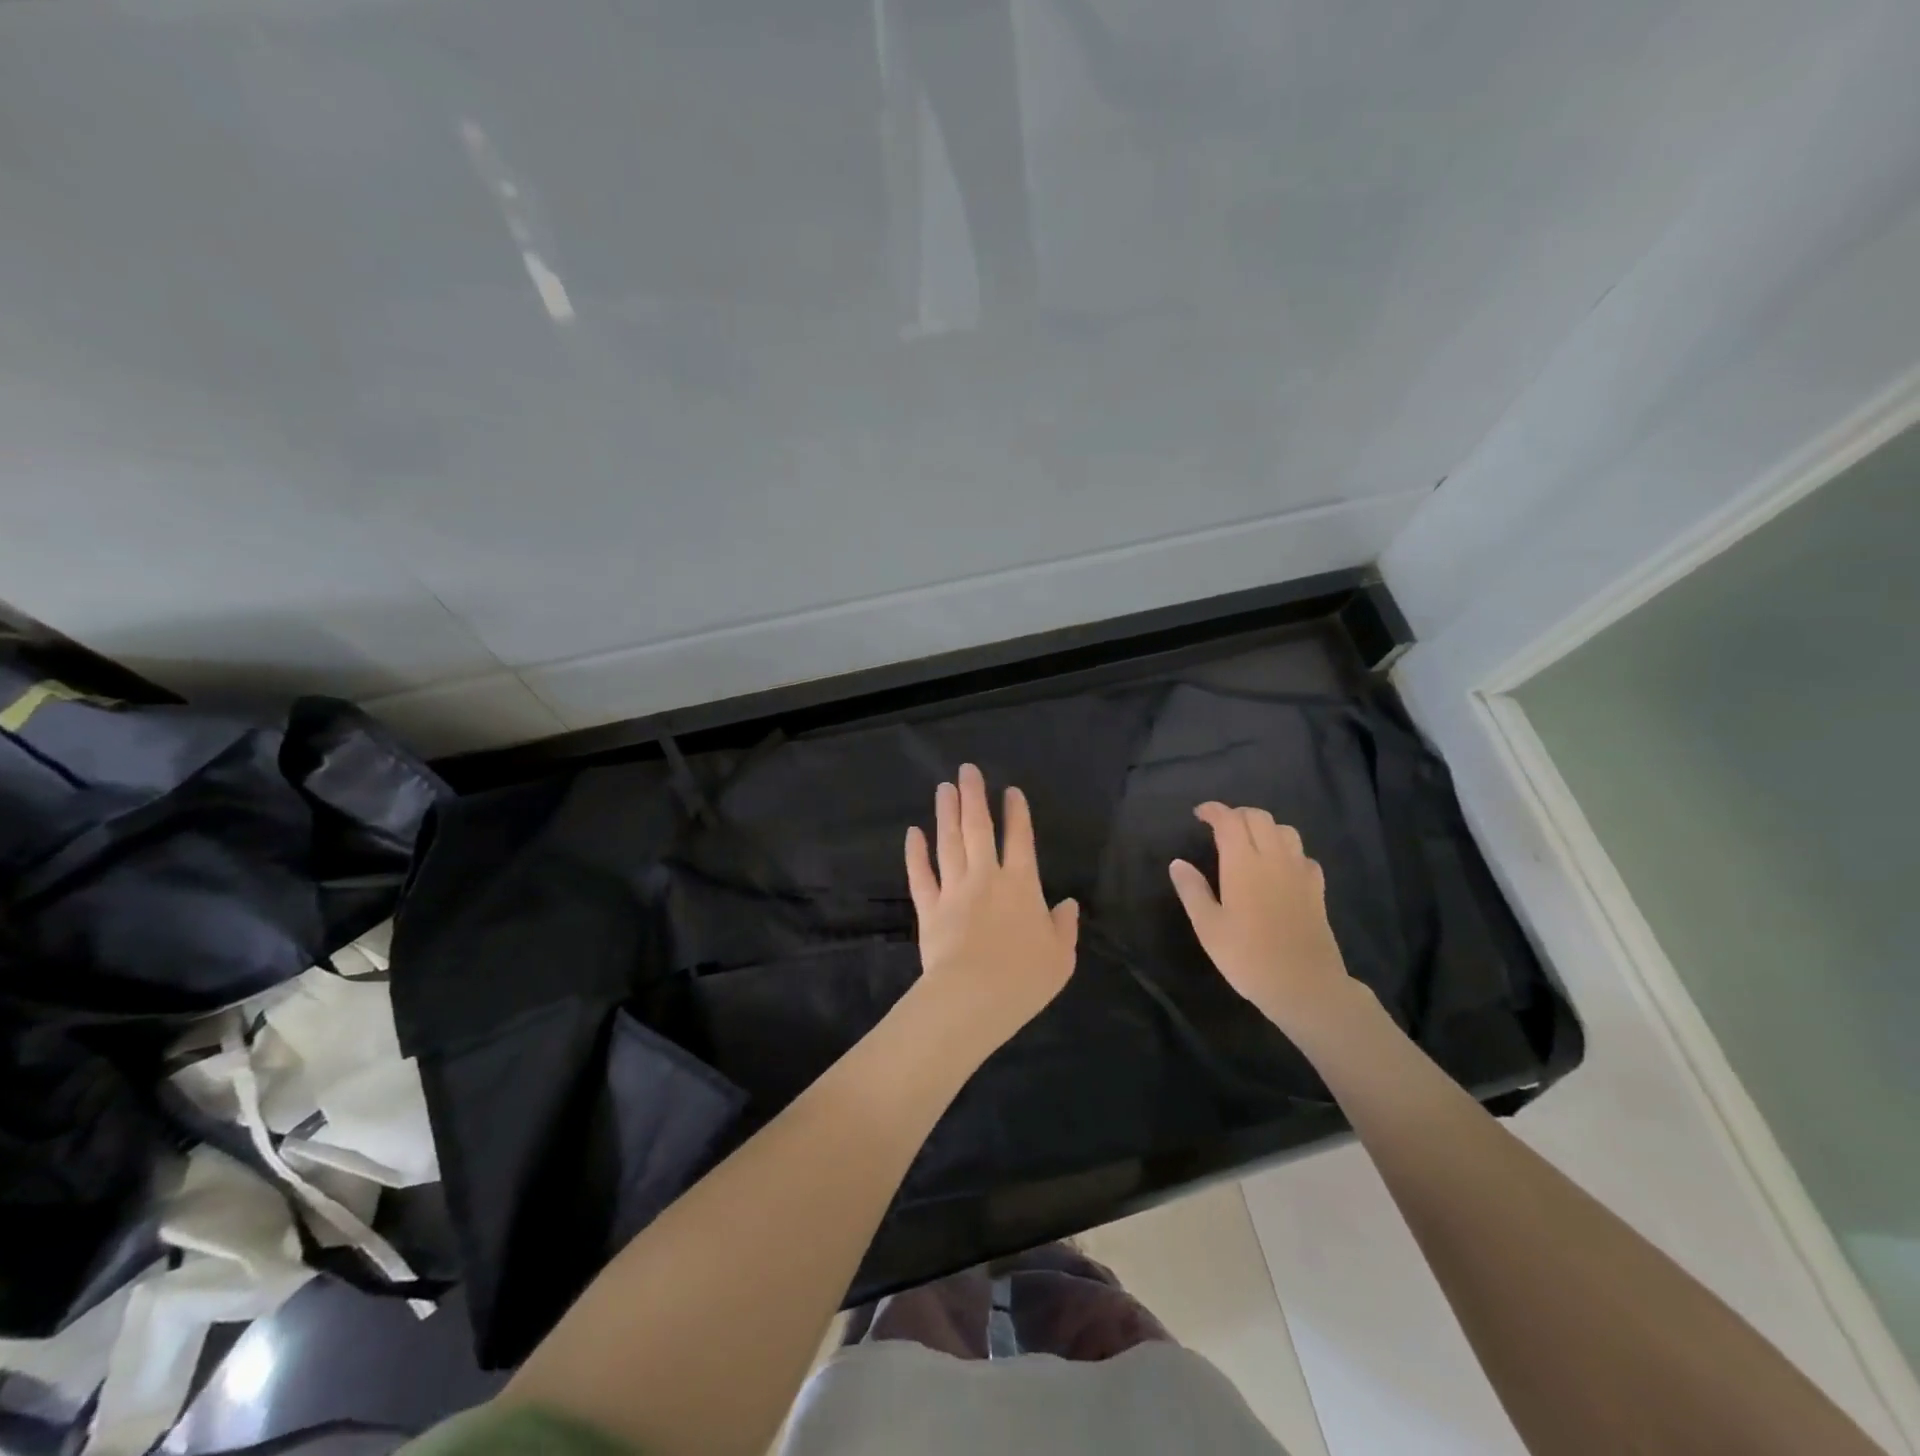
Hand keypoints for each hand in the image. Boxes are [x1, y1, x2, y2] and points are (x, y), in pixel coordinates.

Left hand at [904, 763, 1078, 1054]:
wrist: (972, 998)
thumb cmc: (1023, 979)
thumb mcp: (1060, 957)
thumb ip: (1064, 927)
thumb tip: (1068, 904)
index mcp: (1022, 886)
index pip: (1020, 840)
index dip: (1016, 813)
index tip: (1010, 791)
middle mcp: (986, 878)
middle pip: (979, 829)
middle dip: (974, 797)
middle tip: (967, 770)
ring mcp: (954, 890)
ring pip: (949, 843)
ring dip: (947, 814)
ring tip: (944, 789)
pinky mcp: (929, 909)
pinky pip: (921, 875)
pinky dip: (916, 853)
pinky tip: (913, 833)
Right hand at [1169, 803, 1357, 1036]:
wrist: (1305, 986)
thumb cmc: (1248, 957)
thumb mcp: (1208, 927)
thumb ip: (1192, 890)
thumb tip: (1178, 862)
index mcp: (1243, 863)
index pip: (1229, 821)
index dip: (1213, 811)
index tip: (1199, 814)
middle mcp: (1273, 858)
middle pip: (1259, 818)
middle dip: (1237, 814)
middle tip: (1220, 826)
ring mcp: (1299, 872)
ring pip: (1285, 830)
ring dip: (1264, 827)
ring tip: (1250, 841)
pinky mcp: (1316, 889)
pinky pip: (1302, 855)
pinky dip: (1287, 850)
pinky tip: (1280, 867)